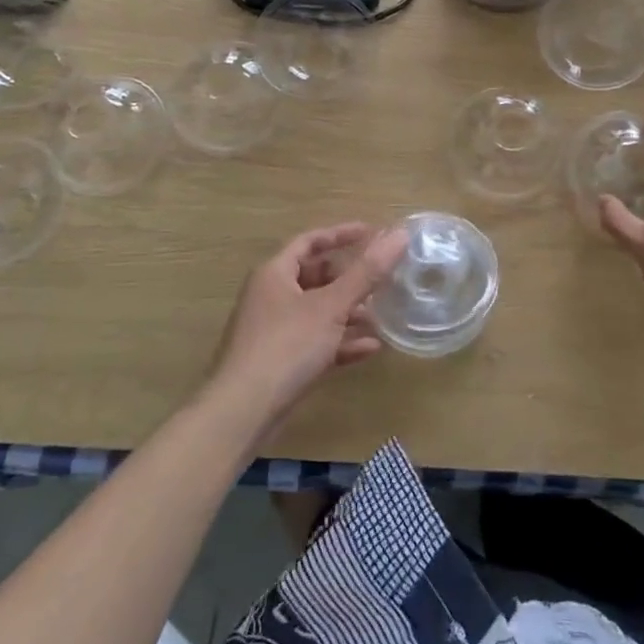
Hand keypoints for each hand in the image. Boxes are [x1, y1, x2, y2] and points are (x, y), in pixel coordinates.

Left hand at [207, 222, 407, 432]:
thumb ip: (367, 272)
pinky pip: (317, 342)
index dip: (341, 234)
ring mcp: (275, 331)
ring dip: (349, 313)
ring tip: (382, 315)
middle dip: (349, 279)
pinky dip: (341, 342)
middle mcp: (271, 296)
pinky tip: (371, 348)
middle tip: (381, 278)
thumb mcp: (331, 306)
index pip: (310, 241)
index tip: (372, 232)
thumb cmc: (286, 346)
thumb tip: (400, 235)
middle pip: (315, 277)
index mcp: (275, 273)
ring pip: (318, 312)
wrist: (243, 412)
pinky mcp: (281, 361)